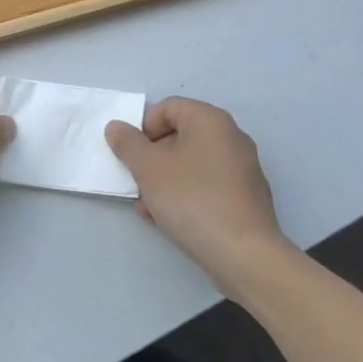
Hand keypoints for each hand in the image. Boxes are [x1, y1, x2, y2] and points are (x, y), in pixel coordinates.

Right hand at [104, 97, 291, 298]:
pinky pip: (206, 185)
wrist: (243, 253)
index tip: (132, 155)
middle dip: (151, 158)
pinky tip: (169, 219)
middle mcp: (231, 137)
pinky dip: (185, 194)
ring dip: (163, 180)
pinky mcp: (245, 197)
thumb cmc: (191, 199)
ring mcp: (242, 168)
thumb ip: (127, 143)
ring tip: (148, 207)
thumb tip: (117, 127)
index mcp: (210, 121)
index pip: (168, 107)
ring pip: (190, 164)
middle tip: (137, 182)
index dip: (143, 127)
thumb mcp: (148, 168)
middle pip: (179, 136)